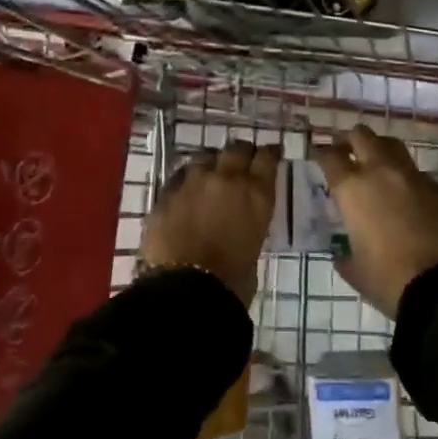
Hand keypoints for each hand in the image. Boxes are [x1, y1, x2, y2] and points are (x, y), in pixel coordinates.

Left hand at [139, 140, 279, 305]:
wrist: (188, 289)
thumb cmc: (233, 279)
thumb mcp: (255, 244)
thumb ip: (250, 222)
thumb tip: (240, 221)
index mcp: (256, 193)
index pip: (267, 158)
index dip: (269, 154)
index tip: (270, 154)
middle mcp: (227, 178)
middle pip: (236, 149)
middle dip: (241, 153)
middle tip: (241, 161)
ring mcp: (194, 182)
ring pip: (205, 156)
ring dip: (211, 163)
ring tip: (211, 173)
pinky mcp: (167, 192)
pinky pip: (179, 176)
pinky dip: (186, 180)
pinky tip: (186, 190)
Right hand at [313, 126, 437, 317]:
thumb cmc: (389, 280)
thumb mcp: (355, 271)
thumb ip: (344, 255)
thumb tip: (343, 253)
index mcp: (353, 189)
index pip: (330, 157)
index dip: (321, 153)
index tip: (318, 155)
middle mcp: (381, 172)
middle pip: (362, 136)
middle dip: (350, 139)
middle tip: (345, 150)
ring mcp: (414, 177)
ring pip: (392, 145)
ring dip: (379, 148)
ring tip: (374, 161)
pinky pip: (417, 172)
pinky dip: (405, 175)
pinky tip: (406, 192)